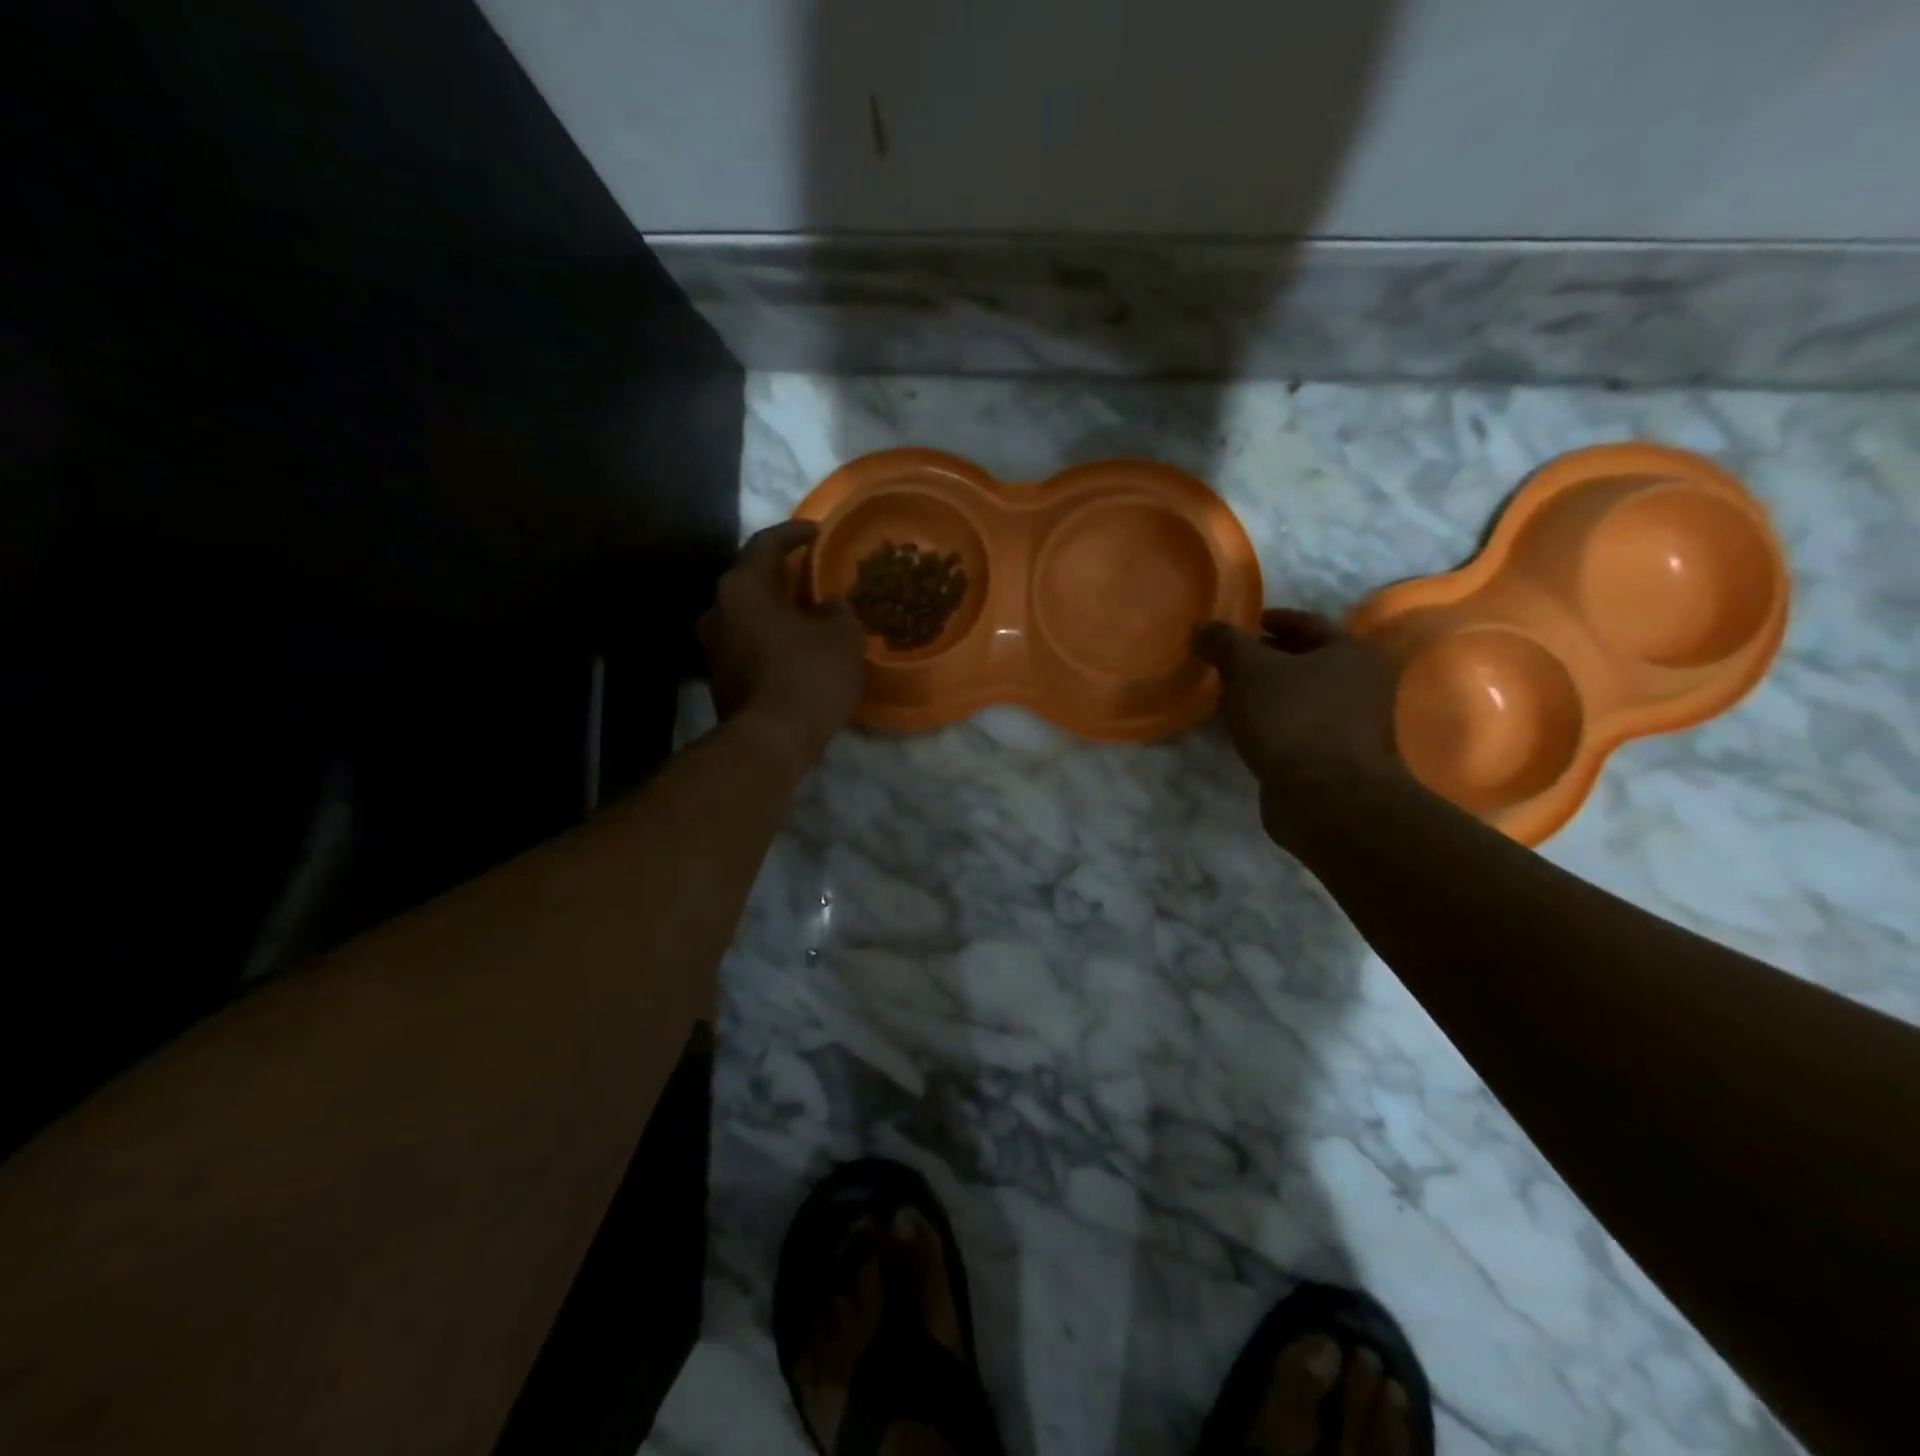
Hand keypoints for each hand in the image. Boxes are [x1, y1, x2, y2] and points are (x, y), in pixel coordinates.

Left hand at [699, 521, 865, 767]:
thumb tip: (830, 604)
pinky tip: (795, 650)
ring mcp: (712, 647)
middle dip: (783, 576)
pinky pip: (747, 645)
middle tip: (813, 576)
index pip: (767, 544)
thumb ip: (837, 610)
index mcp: (743, 586)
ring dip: (775, 612)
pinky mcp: (718, 679)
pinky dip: (770, 640)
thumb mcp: (842, 636)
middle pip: (752, 580)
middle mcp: (718, 609)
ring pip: (748, 615)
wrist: (771, 740)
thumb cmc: (809, 675)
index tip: (817, 532)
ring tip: (807, 616)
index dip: (795, 533)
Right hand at [1193, 609, 1406, 847]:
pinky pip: (1298, 729)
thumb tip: (1204, 627)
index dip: (1269, 620)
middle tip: (1226, 663)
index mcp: (1350, 653)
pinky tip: (1244, 731)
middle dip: (1265, 661)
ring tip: (1228, 697)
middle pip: (1305, 662)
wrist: (1322, 796)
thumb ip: (1225, 642)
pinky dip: (1273, 724)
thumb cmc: (1290, 718)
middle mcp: (1361, 685)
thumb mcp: (1248, 669)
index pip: (1305, 623)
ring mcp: (1353, 725)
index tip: (1238, 627)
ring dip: (1267, 695)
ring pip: (1301, 698)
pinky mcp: (1336, 759)